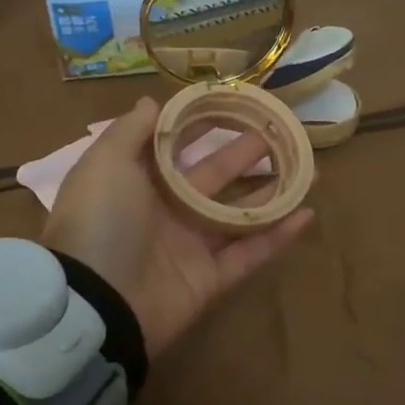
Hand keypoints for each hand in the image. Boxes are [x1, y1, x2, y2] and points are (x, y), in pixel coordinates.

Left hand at [42, 97, 314, 357]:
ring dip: (271, 191)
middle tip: (280, 131)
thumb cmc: (100, 220)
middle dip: (244, 152)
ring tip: (307, 168)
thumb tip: (152, 102)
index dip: (201, 125)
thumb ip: (130, 131)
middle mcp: (165, 210)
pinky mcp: (210, 279)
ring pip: (238, 214)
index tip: (234, 103)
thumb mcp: (105, 163)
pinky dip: (278, 236)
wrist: (96, 302)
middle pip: (214, 175)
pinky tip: (307, 214)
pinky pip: (249, 254)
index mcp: (138, 181)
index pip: (175, 146)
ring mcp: (189, 246)